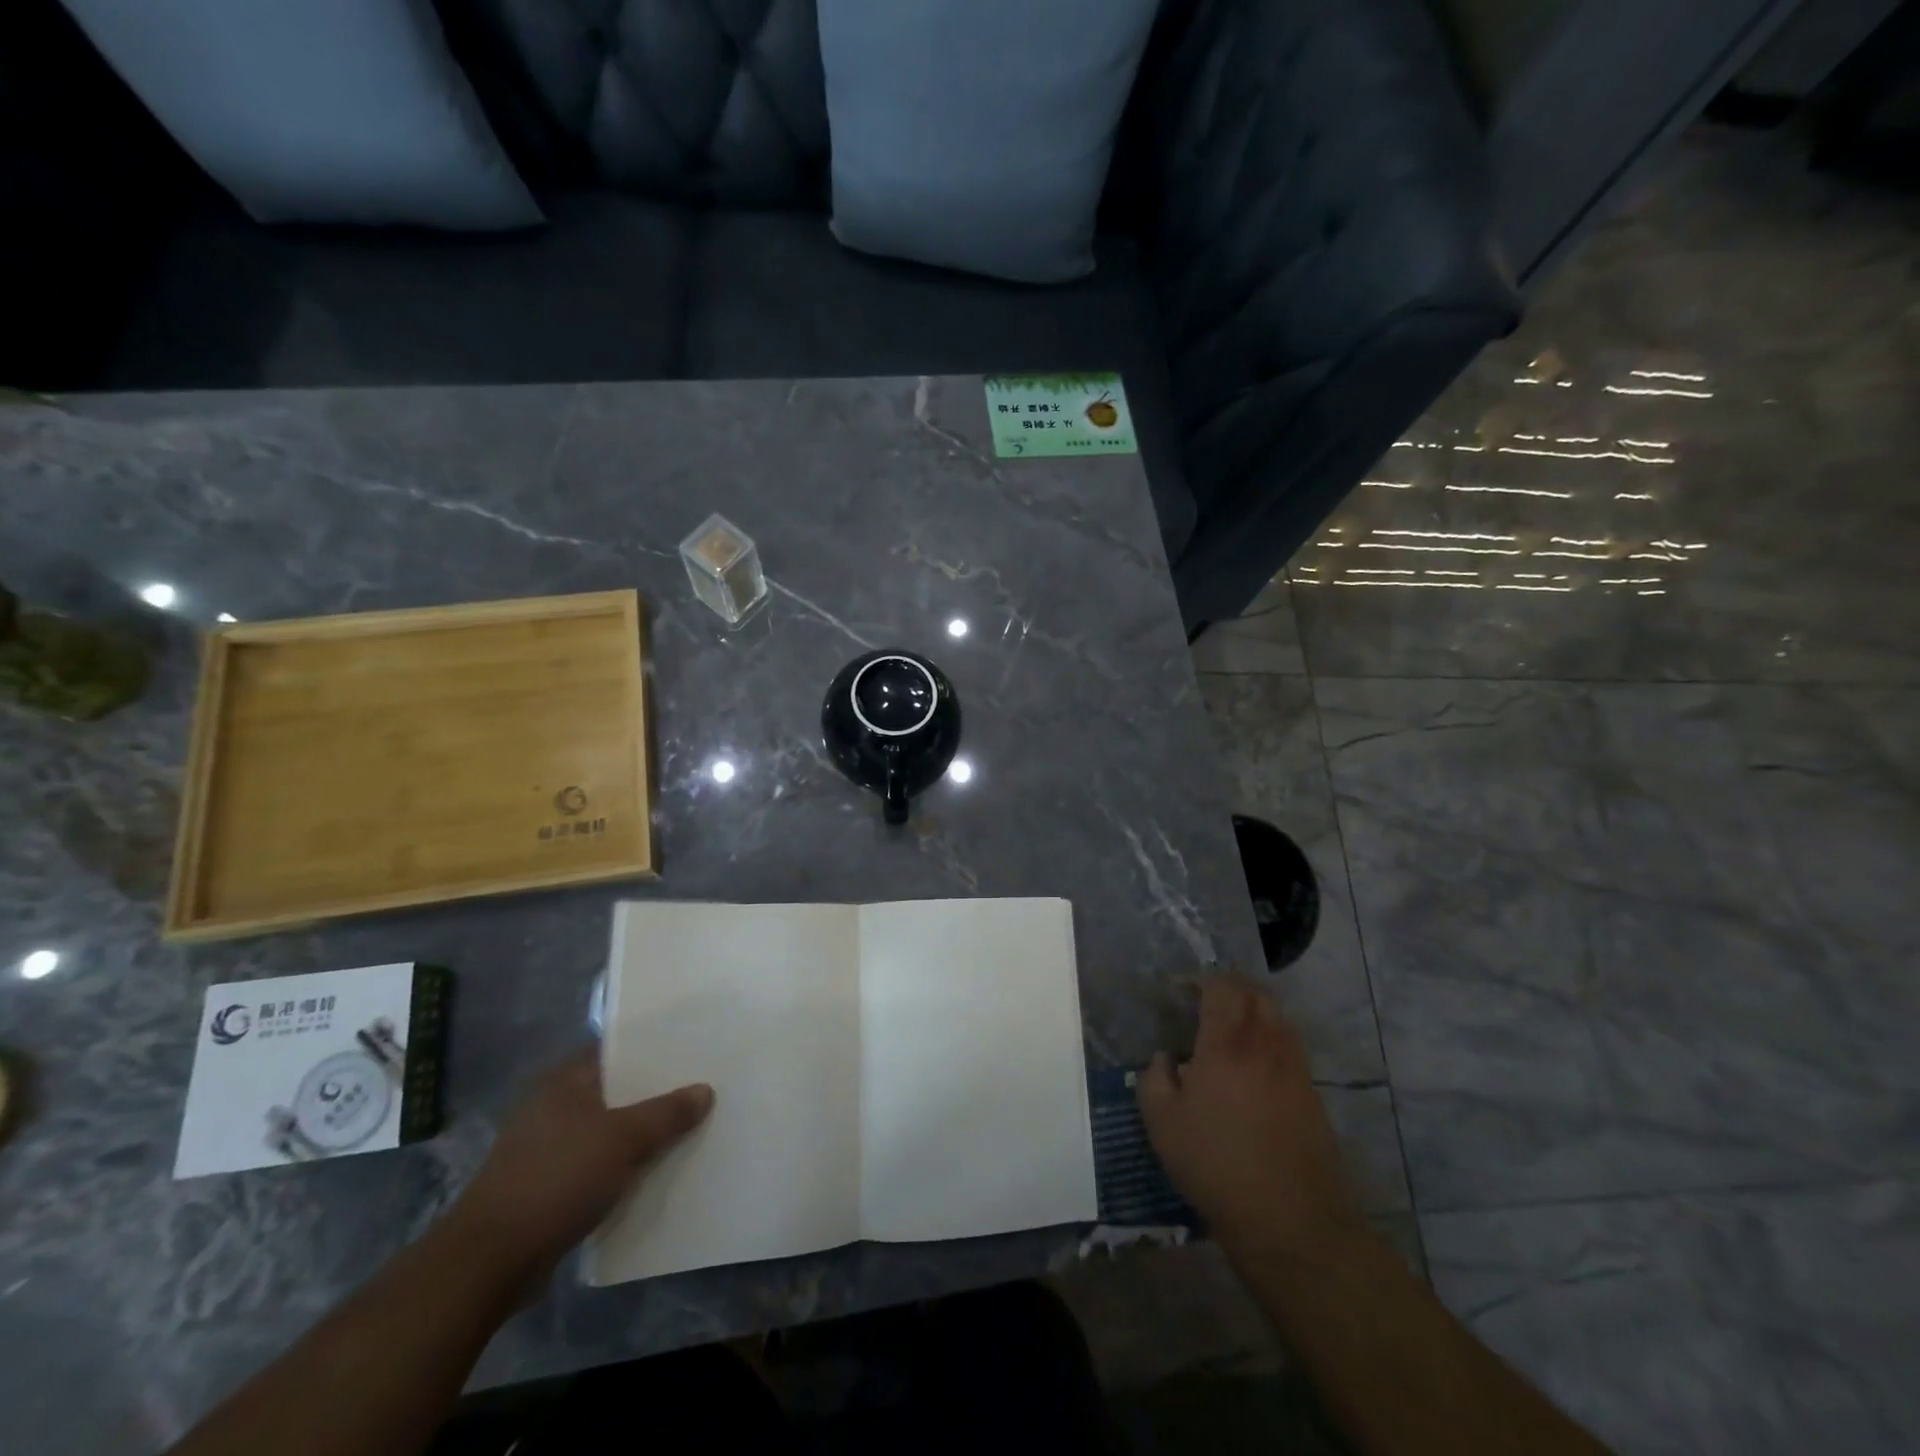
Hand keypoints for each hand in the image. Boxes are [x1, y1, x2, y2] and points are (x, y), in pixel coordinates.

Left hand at [447, 1050, 712, 1286]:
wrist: (489, 1264)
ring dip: (640, 1133)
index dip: (655, 1048)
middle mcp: (553, 1105)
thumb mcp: (624, 1140)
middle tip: (701, 1088)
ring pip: (607, 1128)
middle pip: (616, 1089)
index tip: (693, 1050)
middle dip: (654, 1093)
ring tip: (687, 1128)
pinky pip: (596, 1162)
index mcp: (565, 1080)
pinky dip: (622, 1165)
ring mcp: (546, 1147)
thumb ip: (667, 1113)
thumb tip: (705, 1090)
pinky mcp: (545, 1185)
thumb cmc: (557, 1180)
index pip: (617, 1048)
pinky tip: (653, 1172)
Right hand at [1138, 977, 1359, 1257]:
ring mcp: (1294, 1068)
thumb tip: (1165, 1059)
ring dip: (1254, 1009)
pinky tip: (1254, 1063)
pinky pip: (1290, 1045)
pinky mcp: (1311, 1092)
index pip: (1221, 988)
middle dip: (1230, 987)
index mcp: (1226, 1044)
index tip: (1180, 990)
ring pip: (1278, 1017)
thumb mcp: (1162, 1123)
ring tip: (1231, 1027)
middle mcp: (1264, 1045)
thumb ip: (1154, 1078)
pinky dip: (1270, 1037)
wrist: (1290, 1220)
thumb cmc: (1216, 1165)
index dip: (1200, 980)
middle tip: (1206, 1000)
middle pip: (1255, 993)